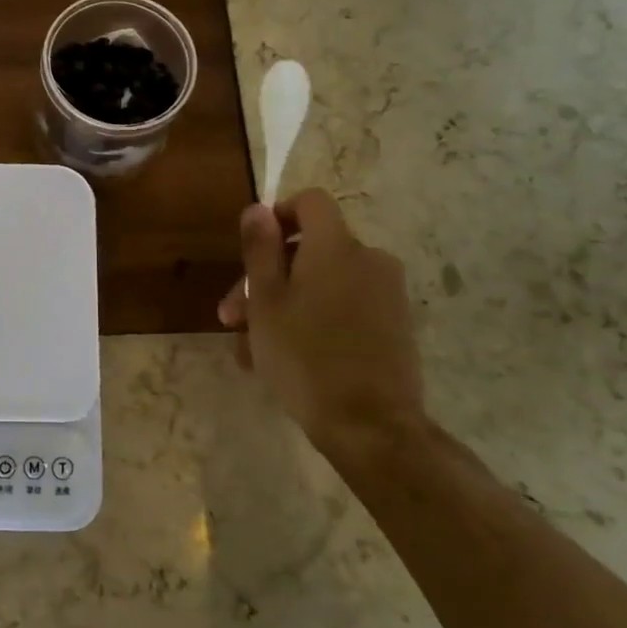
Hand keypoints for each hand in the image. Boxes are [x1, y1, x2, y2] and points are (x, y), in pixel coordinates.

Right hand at [218, 190, 425, 455]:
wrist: (370, 425)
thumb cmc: (304, 356)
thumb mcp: (265, 301)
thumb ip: (260, 249)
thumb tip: (258, 208)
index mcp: (336, 246)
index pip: (310, 202)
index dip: (278, 216)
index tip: (253, 250)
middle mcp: (368, 259)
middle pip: (310, 250)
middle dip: (266, 278)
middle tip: (231, 318)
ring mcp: (387, 294)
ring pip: (322, 285)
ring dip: (284, 306)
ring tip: (250, 350)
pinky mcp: (395, 326)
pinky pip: (345, 308)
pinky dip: (314, 321)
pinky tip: (284, 359)